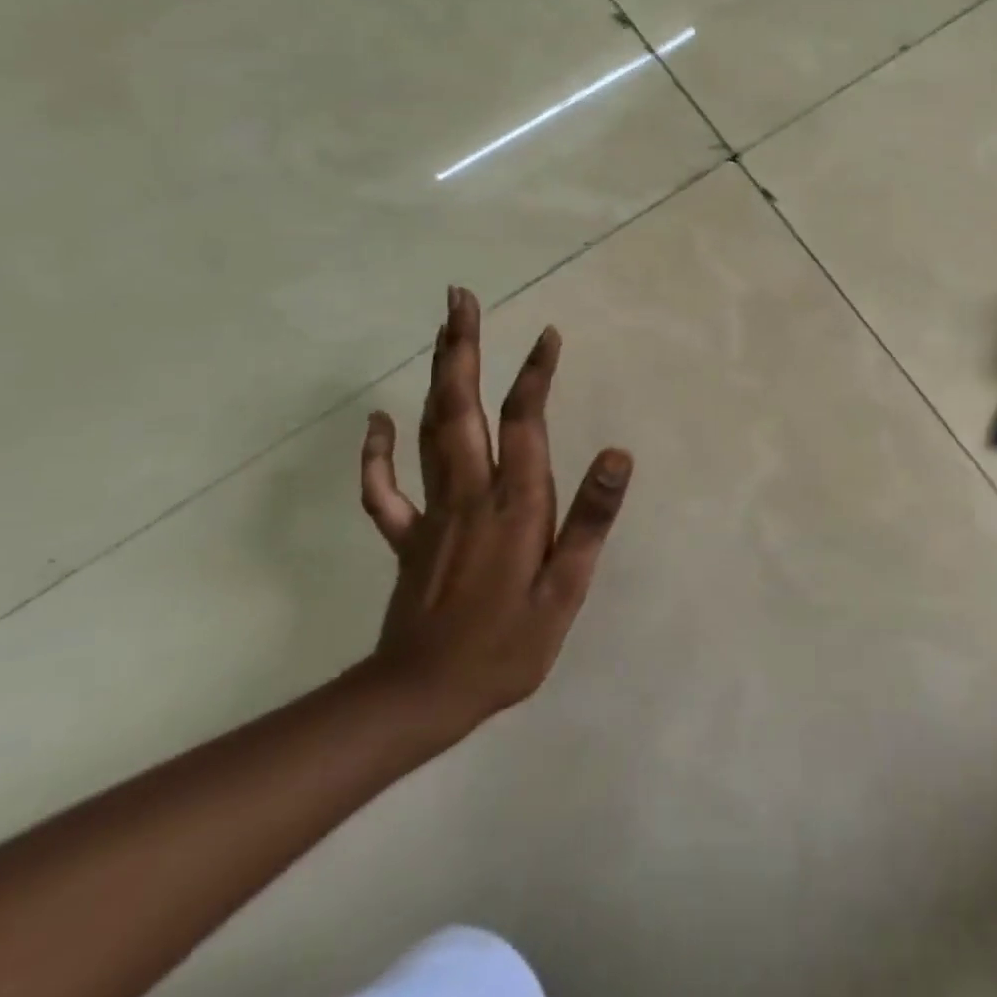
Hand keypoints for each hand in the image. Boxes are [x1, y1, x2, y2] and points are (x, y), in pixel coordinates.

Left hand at [357, 286, 632, 749]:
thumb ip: (589, 519)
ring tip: (441, 333)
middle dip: (461, 348)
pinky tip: (379, 419)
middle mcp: (469, 492)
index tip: (547, 334)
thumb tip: (617, 455)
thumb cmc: (507, 646)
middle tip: (459, 298)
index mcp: (513, 502)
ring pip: (429, 430)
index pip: (527, 421)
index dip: (536, 374)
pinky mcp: (408, 536)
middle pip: (462, 406)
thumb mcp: (565, 590)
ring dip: (435, 377)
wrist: (421, 698)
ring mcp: (431, 511)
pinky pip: (385, 487)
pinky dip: (378, 451)